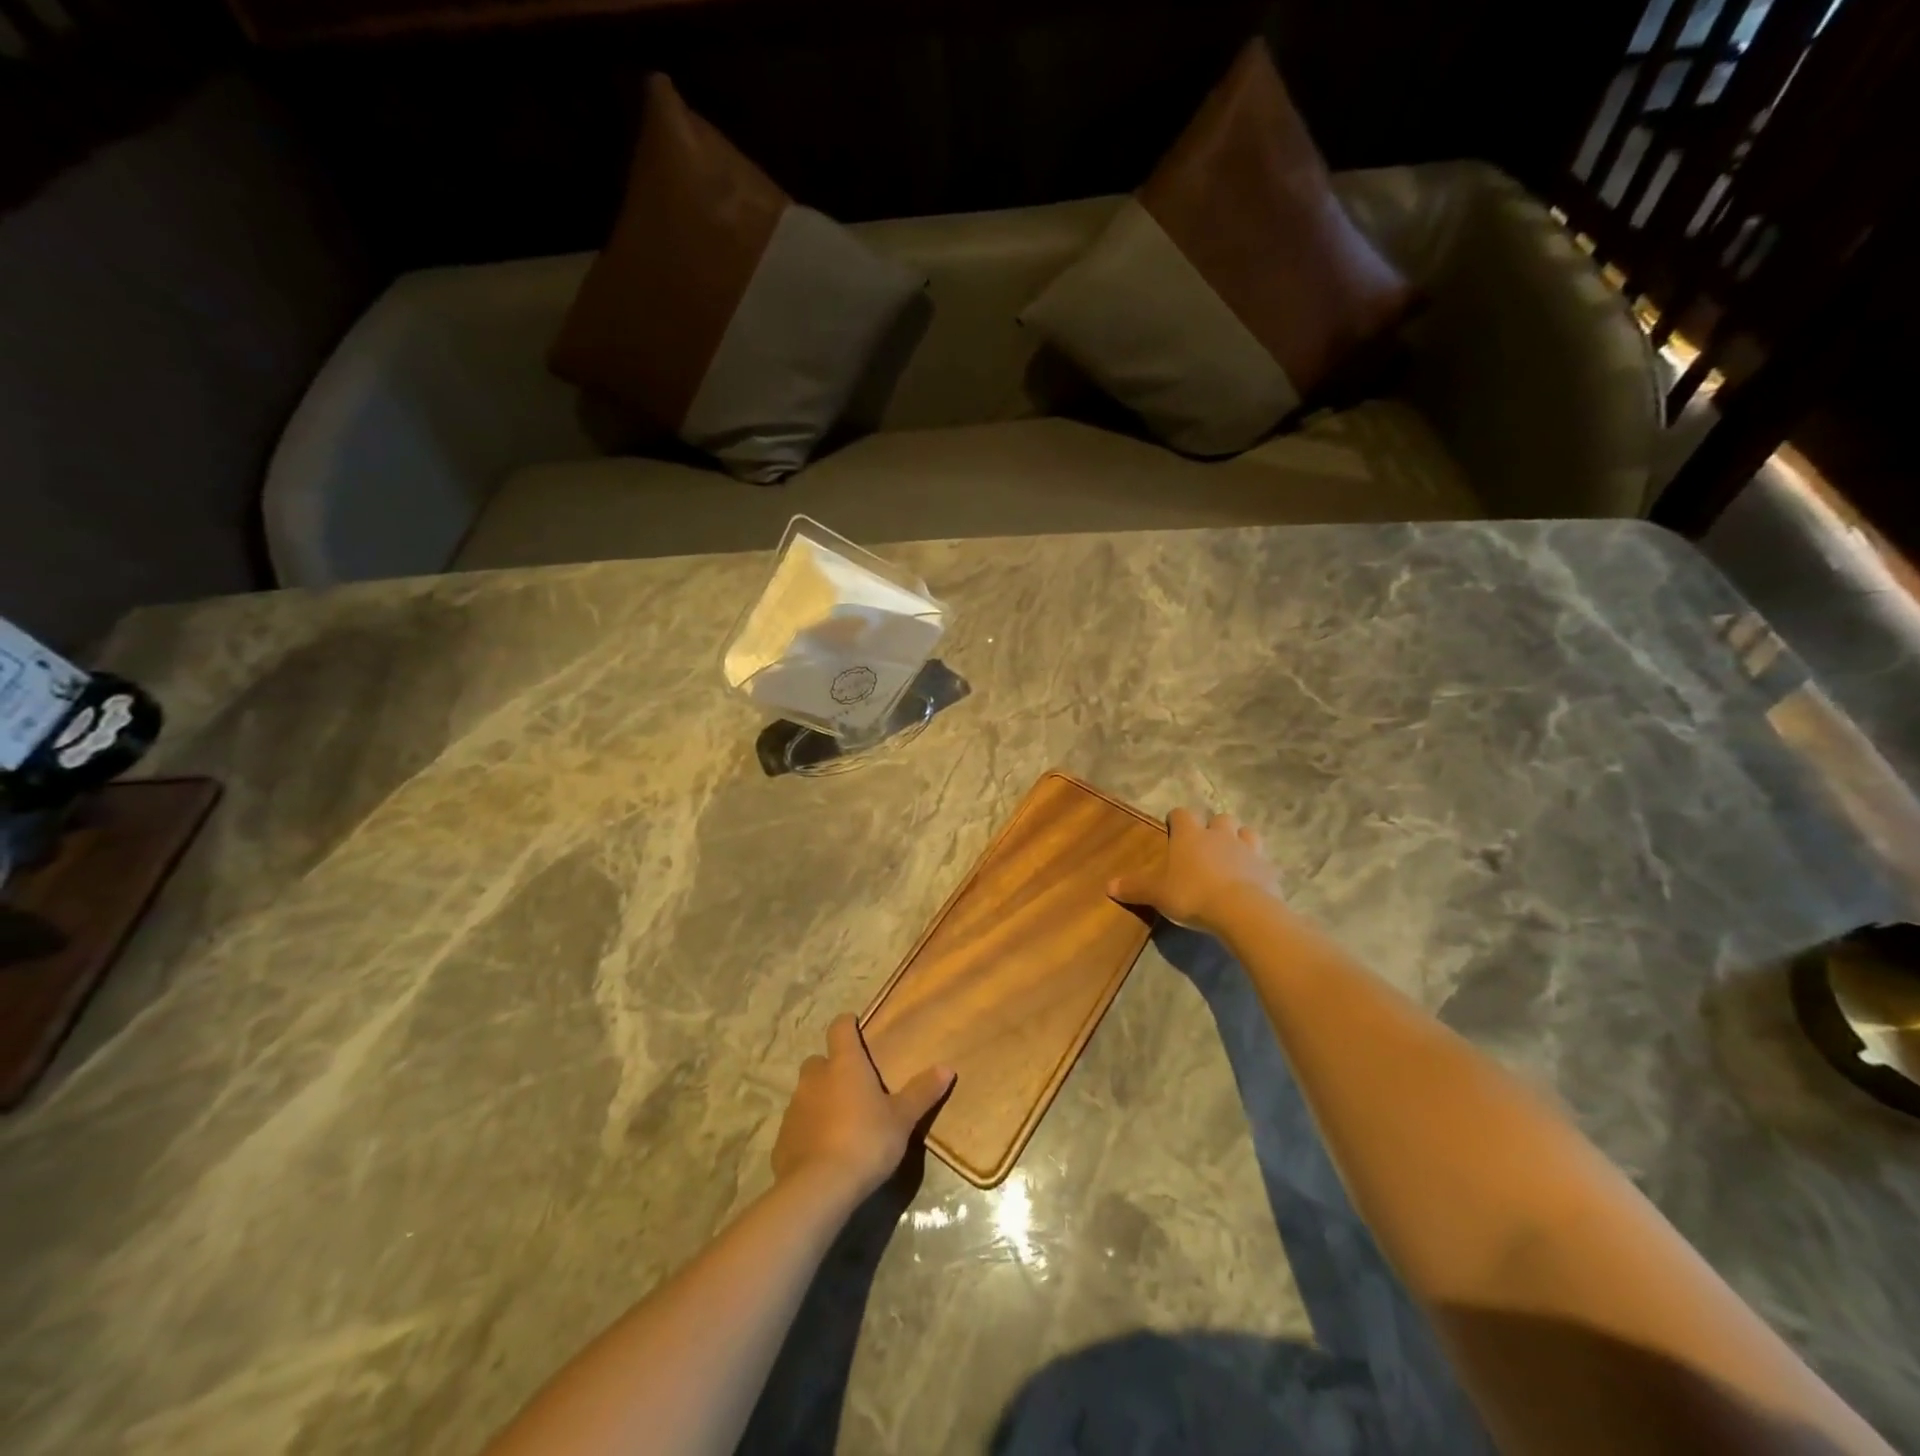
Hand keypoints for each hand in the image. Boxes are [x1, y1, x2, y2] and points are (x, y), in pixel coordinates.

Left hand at [772, 1015, 953, 1202]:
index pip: (840, 1029)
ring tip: (839, 1120)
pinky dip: (808, 1129)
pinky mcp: (781, 1139)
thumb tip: (948, 1067)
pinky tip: (822, 1149)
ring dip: (819, 1099)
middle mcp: (815, 1078)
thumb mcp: (902, 1119)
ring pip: (806, 1093)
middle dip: (831, 1067)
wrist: (819, 1188)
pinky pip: (797, 1125)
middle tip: (852, 1084)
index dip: (847, 1025)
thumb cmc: (866, 1141)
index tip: (854, 1026)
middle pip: (818, 1061)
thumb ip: (922, 1092)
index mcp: (844, 1064)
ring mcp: (794, 1108)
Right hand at [1108, 807, 1281, 934]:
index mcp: (1190, 835)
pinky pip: (1262, 860)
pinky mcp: (1268, 869)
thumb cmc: (1192, 894)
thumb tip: (1108, 886)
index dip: (1176, 819)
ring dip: (1239, 839)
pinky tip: (1251, 879)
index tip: (1172, 829)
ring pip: (1246, 832)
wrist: (1242, 911)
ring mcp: (1247, 849)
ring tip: (1232, 856)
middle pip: (1219, 818)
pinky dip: (1256, 866)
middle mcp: (1219, 835)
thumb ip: (1135, 888)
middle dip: (1213, 827)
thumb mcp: (1157, 894)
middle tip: (1205, 846)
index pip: (1181, 814)